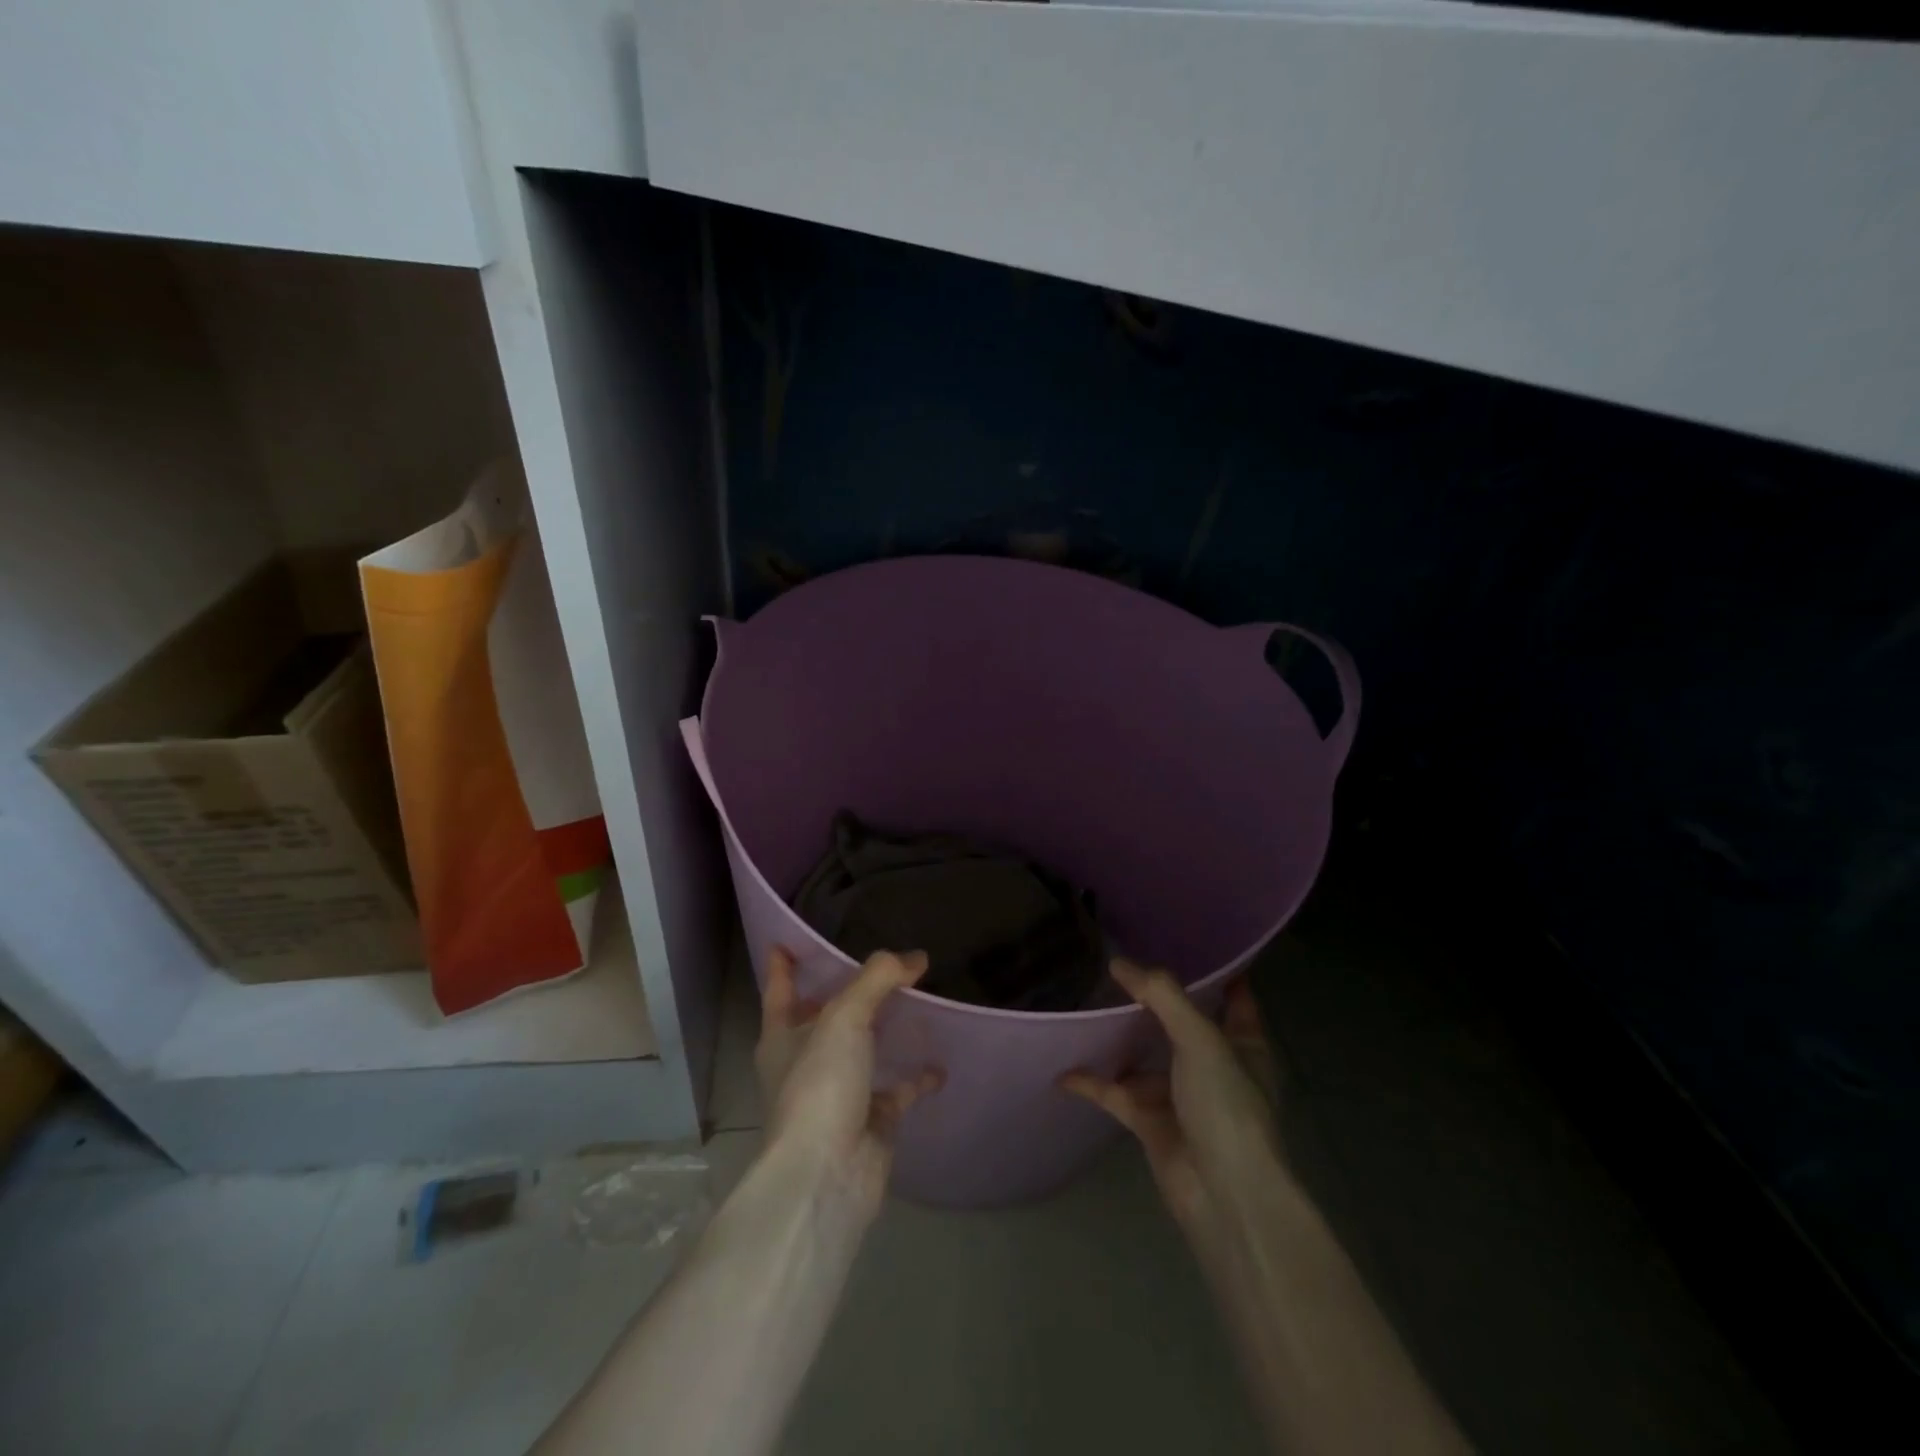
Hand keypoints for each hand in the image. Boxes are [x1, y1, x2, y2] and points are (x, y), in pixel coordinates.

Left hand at [755, 946, 944, 1222]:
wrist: (827, 1176)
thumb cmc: (820, 1085)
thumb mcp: (845, 1017)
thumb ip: (878, 979)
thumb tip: (915, 957)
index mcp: (782, 1035)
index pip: (779, 987)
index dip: (785, 962)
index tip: (790, 937)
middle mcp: (806, 1060)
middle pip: (825, 1016)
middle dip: (847, 992)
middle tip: (880, 961)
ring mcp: (838, 1091)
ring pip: (863, 1049)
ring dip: (886, 1028)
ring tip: (918, 998)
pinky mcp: (870, 1119)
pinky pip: (897, 1089)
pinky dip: (917, 1076)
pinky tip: (940, 1061)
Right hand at [1063, 960, 1282, 1231]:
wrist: (1223, 1194)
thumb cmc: (1226, 1105)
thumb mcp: (1200, 1038)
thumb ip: (1161, 996)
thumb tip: (1119, 963)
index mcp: (1242, 1045)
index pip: (1233, 999)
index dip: (1216, 973)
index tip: (1187, 944)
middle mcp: (1213, 1067)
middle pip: (1181, 1025)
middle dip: (1154, 1001)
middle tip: (1119, 967)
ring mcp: (1181, 1097)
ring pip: (1144, 1059)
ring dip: (1119, 1040)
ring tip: (1085, 1005)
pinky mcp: (1152, 1123)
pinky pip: (1116, 1094)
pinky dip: (1093, 1083)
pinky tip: (1063, 1069)